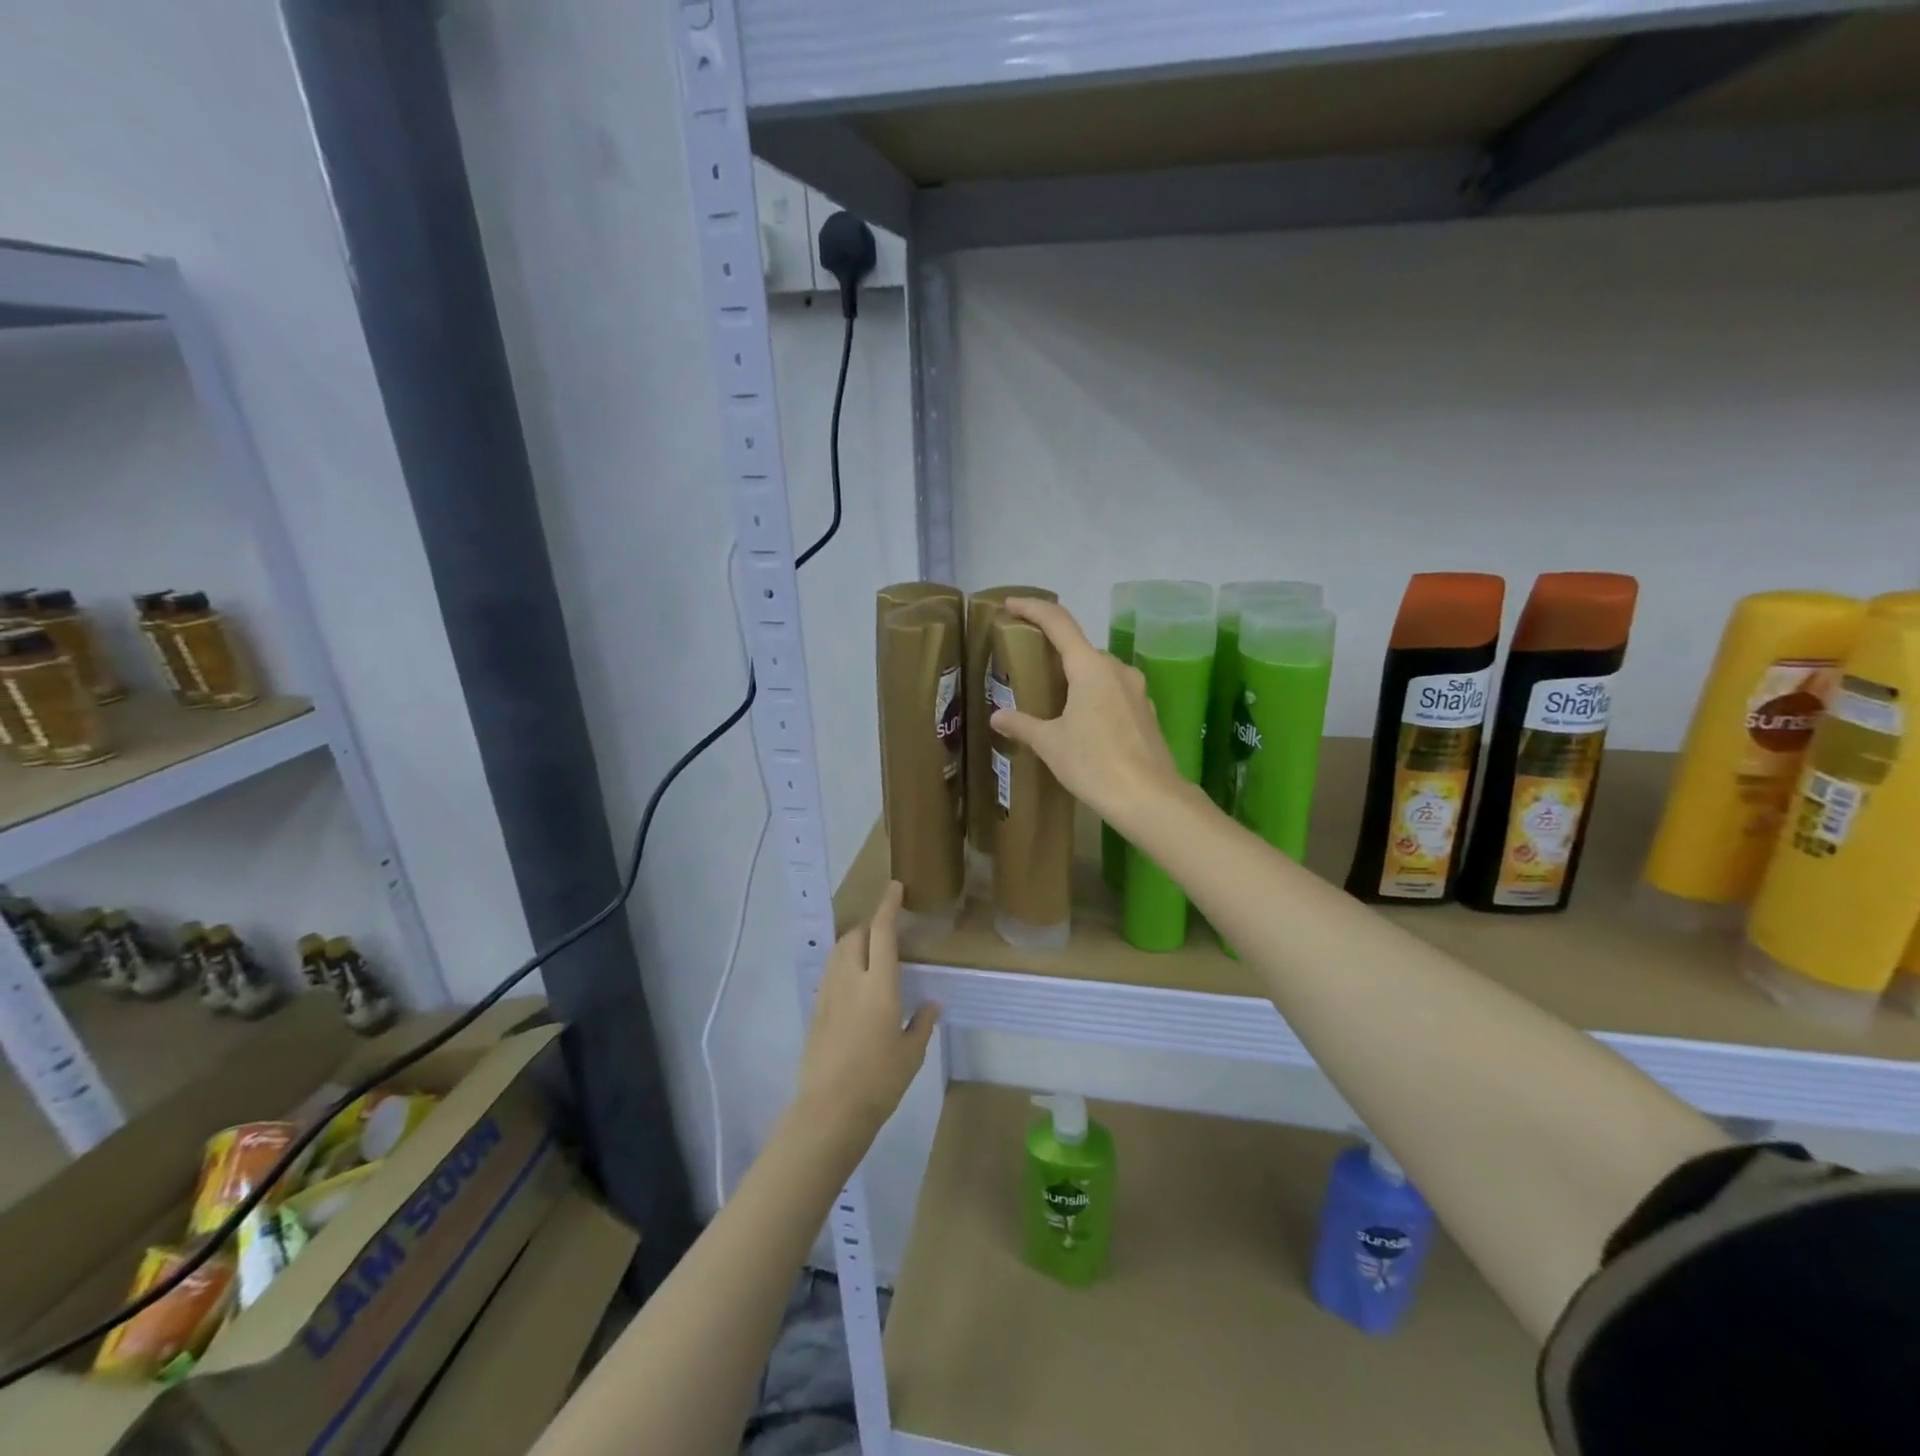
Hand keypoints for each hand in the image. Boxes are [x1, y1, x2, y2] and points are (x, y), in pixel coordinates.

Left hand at [795, 882, 938, 1144]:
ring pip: (838, 951)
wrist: (829, 1111)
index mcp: (879, 985)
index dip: (888, 906)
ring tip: (870, 956)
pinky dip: (843, 964)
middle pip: (855, 935)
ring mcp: (828, 993)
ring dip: (854, 943)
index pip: (882, 932)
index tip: (895, 888)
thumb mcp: (911, 1054)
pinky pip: (830, 972)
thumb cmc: (879, 1081)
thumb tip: (932, 1003)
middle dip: (870, 926)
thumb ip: (922, 1022)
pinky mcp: (816, 1009)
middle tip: (887, 934)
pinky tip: (855, 985)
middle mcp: (850, 979)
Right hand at [989, 597, 1185, 829]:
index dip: (1033, 609)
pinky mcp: (1145, 712)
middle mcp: (1116, 669)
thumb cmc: (1094, 763)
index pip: (1058, 623)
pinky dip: (1092, 695)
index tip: (1011, 604)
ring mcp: (1136, 690)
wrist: (1149, 798)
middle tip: (1028, 663)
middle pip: (1079, 648)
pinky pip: (1112, 691)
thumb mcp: (1050, 744)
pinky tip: (1081, 720)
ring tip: (1051, 696)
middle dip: (1053, 651)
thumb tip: (998, 717)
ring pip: (1098, 671)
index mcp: (1090, 667)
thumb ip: (1023, 725)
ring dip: (1074, 676)